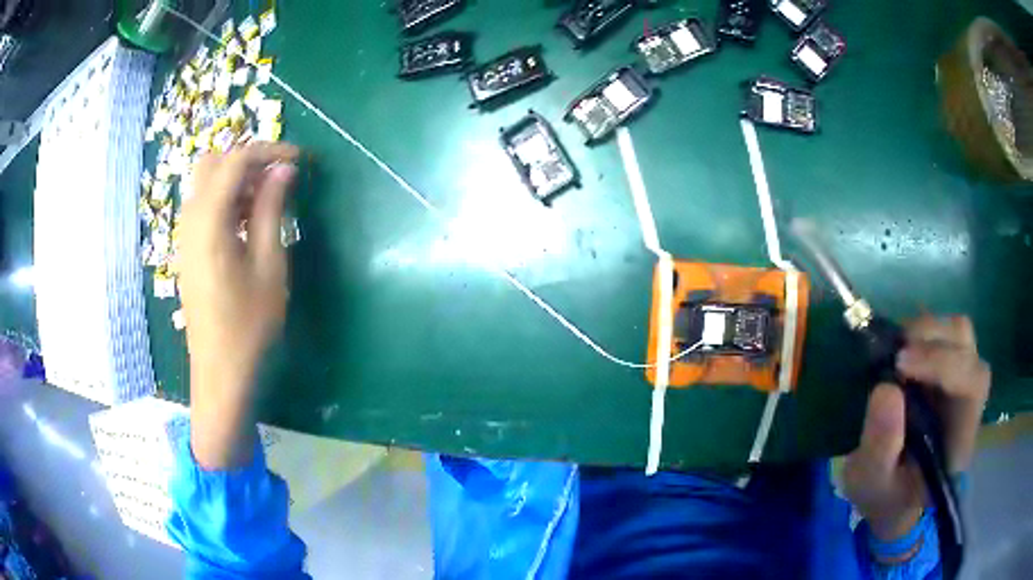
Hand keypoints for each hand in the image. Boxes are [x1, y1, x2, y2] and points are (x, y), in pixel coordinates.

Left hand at [179, 143, 299, 468]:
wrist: (220, 371)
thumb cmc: (249, 324)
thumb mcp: (269, 265)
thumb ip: (272, 210)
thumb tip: (284, 170)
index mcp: (209, 220)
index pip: (236, 161)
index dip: (269, 151)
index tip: (299, 160)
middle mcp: (190, 219)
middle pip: (214, 163)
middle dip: (248, 160)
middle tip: (280, 176)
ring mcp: (186, 235)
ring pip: (207, 183)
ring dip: (237, 179)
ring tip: (269, 198)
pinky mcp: (188, 249)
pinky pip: (204, 206)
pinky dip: (227, 198)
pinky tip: (248, 220)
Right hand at [842, 315, 989, 541]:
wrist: (892, 494)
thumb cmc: (885, 494)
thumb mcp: (871, 483)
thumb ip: (880, 447)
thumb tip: (886, 388)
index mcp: (961, 438)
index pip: (972, 383)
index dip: (943, 363)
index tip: (901, 362)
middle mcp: (968, 402)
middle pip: (967, 348)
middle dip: (933, 342)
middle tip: (894, 353)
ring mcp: (960, 381)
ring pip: (959, 333)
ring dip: (928, 331)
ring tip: (896, 350)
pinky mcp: (947, 370)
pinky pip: (944, 334)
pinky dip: (922, 332)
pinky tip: (901, 349)